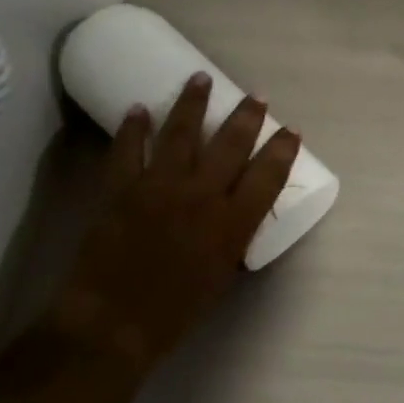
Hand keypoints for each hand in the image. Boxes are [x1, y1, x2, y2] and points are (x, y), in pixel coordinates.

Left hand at [52, 72, 299, 373]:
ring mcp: (160, 186)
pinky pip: (128, 149)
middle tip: (256, 96)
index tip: (291, 131)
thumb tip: (235, 215)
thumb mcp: (221, 277)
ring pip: (181, 133)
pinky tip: (138, 108)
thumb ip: (232, 240)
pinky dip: (133, 127)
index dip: (283, 150)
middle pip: (231, 144)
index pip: (268, 175)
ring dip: (194, 102)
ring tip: (201, 77)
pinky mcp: (122, 188)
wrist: (112, 324)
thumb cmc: (175, 313)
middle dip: (247, 116)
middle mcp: (202, 196)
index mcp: (232, 223)